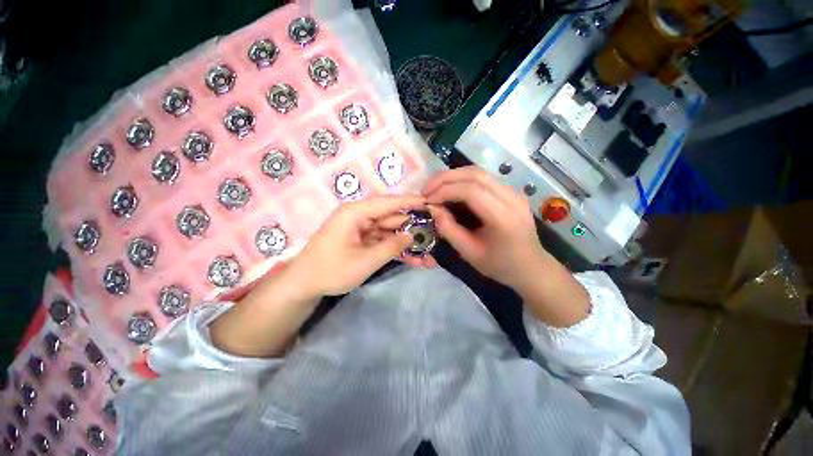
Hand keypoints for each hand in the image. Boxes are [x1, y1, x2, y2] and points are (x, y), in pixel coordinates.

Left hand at [287, 195, 434, 296]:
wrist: (304, 284)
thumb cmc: (332, 270)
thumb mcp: (365, 261)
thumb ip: (391, 247)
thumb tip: (412, 235)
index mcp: (356, 213)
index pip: (388, 203)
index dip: (410, 202)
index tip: (429, 202)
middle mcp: (359, 217)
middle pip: (391, 217)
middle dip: (412, 227)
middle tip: (434, 232)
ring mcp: (361, 229)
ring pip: (389, 231)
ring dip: (406, 241)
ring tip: (427, 251)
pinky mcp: (361, 241)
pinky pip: (382, 241)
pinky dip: (395, 249)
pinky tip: (413, 259)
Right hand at [423, 166, 546, 289]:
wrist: (531, 267)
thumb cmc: (499, 265)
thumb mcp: (469, 253)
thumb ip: (448, 229)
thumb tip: (432, 208)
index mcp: (503, 217)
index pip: (471, 191)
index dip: (445, 191)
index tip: (427, 199)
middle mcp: (511, 198)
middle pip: (475, 174)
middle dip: (446, 178)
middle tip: (427, 189)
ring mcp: (514, 192)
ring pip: (479, 172)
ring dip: (453, 176)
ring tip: (435, 187)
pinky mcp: (511, 191)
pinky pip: (484, 178)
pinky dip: (463, 180)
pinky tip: (452, 189)